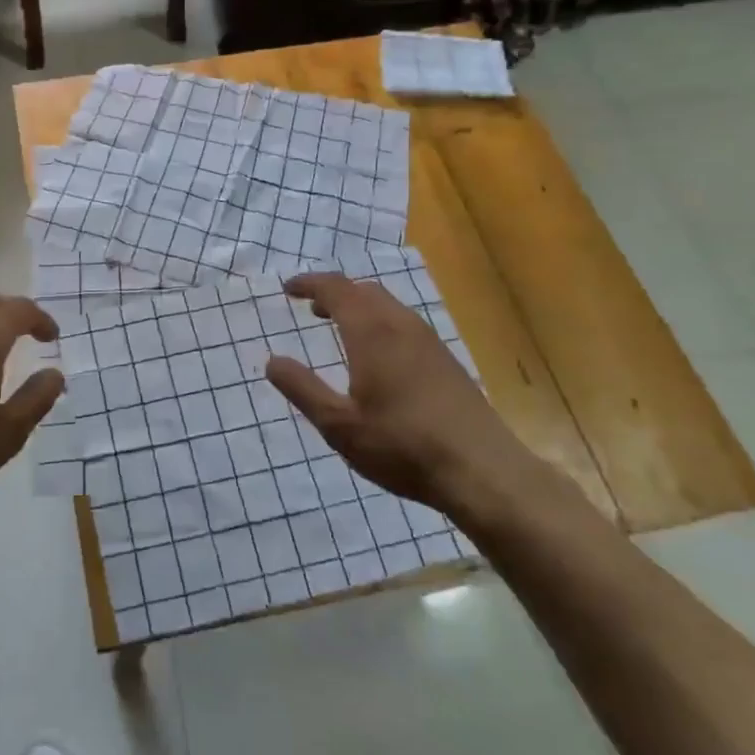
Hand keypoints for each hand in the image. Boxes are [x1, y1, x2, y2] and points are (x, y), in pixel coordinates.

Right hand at [264, 274, 534, 514]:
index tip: (288, 289)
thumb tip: (272, 361)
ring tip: (341, 328)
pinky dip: (380, 323)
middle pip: (364, 290)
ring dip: (360, 307)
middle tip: (312, 309)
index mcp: (372, 333)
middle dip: (335, 293)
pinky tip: (378, 357)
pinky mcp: (446, 361)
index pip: (336, 289)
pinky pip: (405, 324)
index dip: (310, 284)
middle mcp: (401, 326)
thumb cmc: (402, 446)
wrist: (482, 471)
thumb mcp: (339, 425)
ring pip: (389, 306)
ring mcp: (429, 342)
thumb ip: (302, 389)